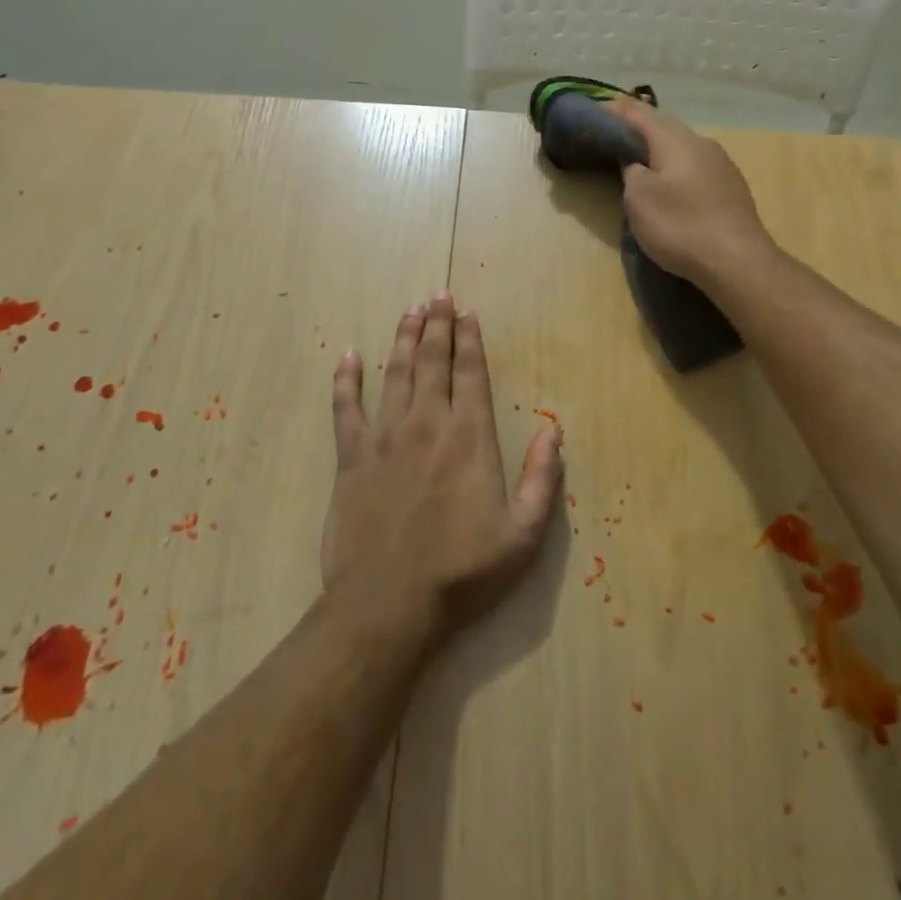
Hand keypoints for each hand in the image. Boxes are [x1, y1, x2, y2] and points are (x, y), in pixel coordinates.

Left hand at [322, 292, 562, 642]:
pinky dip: (346, 380)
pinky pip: (346, 407)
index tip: (468, 313)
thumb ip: (543, 479)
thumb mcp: (523, 535)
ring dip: (403, 339)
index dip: (470, 339)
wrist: (388, 604)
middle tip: (438, 295)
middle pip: (433, 361)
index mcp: (469, 437)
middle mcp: (427, 423)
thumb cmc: (462, 572)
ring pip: (395, 373)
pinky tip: (349, 356)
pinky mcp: (351, 456)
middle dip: (438, 325)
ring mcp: (384, 436)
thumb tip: (555, 431)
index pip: (470, 373)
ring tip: (409, 311)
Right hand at [603, 96, 775, 285]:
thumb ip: (631, 169)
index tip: (591, 112)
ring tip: (637, 157)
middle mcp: (700, 142)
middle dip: (637, 126)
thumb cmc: (680, 225)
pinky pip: (694, 165)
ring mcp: (721, 164)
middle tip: (610, 133)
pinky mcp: (730, 187)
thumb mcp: (638, 197)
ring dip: (657, 147)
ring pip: (681, 145)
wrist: (738, 262)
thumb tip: (634, 160)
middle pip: (663, 125)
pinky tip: (670, 181)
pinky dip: (674, 166)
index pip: (638, 112)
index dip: (612, 109)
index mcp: (674, 139)